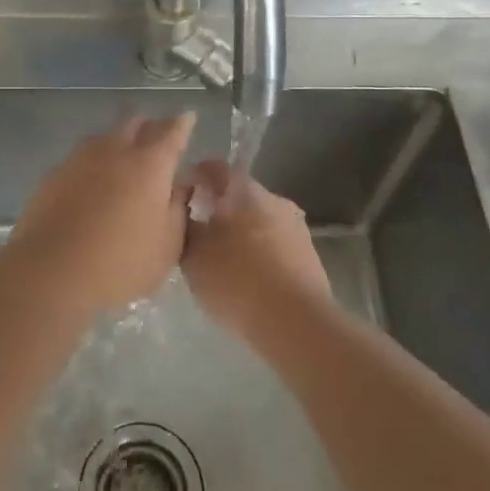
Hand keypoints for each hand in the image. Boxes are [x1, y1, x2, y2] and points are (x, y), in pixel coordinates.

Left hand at [9, 113, 195, 315]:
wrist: (51, 271)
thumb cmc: (121, 262)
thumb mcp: (168, 245)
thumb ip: (178, 208)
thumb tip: (179, 185)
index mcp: (150, 164)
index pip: (172, 132)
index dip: (183, 123)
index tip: (188, 117)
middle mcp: (116, 150)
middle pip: (134, 122)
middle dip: (148, 125)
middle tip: (155, 136)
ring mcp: (81, 159)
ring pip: (105, 136)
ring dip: (118, 140)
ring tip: (123, 156)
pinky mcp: (54, 174)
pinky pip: (81, 157)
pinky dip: (93, 163)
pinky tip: (92, 181)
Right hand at [181, 162, 331, 344]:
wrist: (296, 322)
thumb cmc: (236, 280)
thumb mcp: (193, 256)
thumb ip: (185, 228)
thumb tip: (187, 214)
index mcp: (243, 189)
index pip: (213, 168)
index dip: (194, 178)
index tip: (180, 199)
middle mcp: (273, 198)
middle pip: (238, 194)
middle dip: (218, 209)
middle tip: (197, 234)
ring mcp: (295, 225)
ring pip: (258, 220)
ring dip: (240, 233)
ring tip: (222, 262)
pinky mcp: (309, 254)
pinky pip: (275, 244)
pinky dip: (259, 253)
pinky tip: (248, 279)